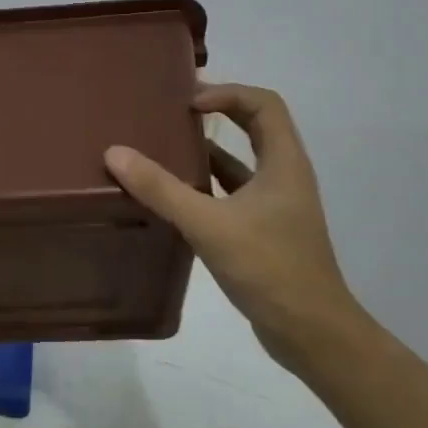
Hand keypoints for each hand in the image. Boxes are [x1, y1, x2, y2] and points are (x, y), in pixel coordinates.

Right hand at [104, 82, 361, 362]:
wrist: (312, 334)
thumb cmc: (270, 268)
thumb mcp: (209, 225)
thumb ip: (161, 189)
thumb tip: (115, 152)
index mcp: (284, 163)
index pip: (263, 104)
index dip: (227, 93)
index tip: (188, 103)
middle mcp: (284, 176)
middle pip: (253, 126)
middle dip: (216, 113)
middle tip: (171, 112)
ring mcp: (275, 205)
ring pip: (240, 162)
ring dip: (205, 150)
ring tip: (161, 147)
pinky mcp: (263, 231)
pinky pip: (230, 193)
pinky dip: (204, 185)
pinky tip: (171, 194)